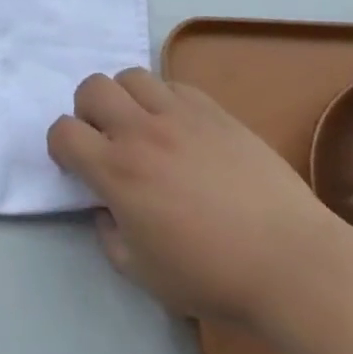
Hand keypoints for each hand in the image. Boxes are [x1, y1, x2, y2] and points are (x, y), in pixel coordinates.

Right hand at [46, 69, 344, 327]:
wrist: (292, 263)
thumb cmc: (212, 276)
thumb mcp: (142, 273)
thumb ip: (108, 235)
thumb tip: (105, 208)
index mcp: (117, 171)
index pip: (63, 131)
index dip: (60, 146)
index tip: (76, 166)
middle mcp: (141, 132)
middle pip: (91, 88)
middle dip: (87, 111)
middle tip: (106, 141)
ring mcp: (181, 116)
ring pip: (132, 77)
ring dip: (125, 98)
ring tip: (142, 128)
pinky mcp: (216, 112)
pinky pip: (175, 86)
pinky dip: (165, 101)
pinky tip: (181, 131)